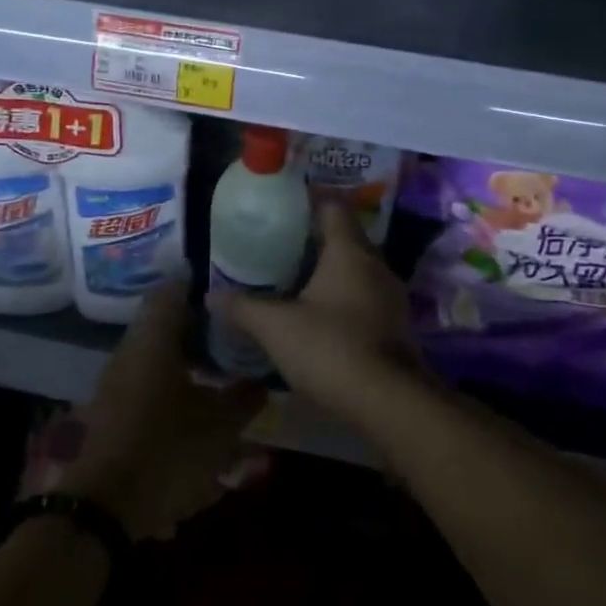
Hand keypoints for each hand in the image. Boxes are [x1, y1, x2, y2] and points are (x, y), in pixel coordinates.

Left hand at [64, 280, 267, 541]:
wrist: (105, 507)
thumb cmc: (167, 451)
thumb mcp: (220, 426)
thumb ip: (244, 398)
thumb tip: (261, 381)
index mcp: (152, 340)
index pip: (172, 290)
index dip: (199, 285)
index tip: (228, 291)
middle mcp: (130, 351)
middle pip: (165, 324)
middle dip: (200, 328)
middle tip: (234, 335)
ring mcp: (116, 382)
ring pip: (156, 356)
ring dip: (187, 360)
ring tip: (221, 373)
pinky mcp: (113, 410)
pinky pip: (147, 384)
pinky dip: (172, 386)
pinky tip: (196, 408)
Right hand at [207, 200, 423, 431]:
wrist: (389, 403)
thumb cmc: (331, 348)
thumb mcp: (276, 327)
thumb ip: (242, 308)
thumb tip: (210, 296)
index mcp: (349, 251)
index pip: (333, 207)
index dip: (308, 202)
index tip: (281, 209)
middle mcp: (375, 265)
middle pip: (345, 237)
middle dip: (314, 239)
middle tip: (278, 246)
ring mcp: (391, 297)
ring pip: (356, 269)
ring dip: (329, 272)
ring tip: (294, 280)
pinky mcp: (395, 326)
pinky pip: (365, 297)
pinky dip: (342, 298)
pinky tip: (319, 316)